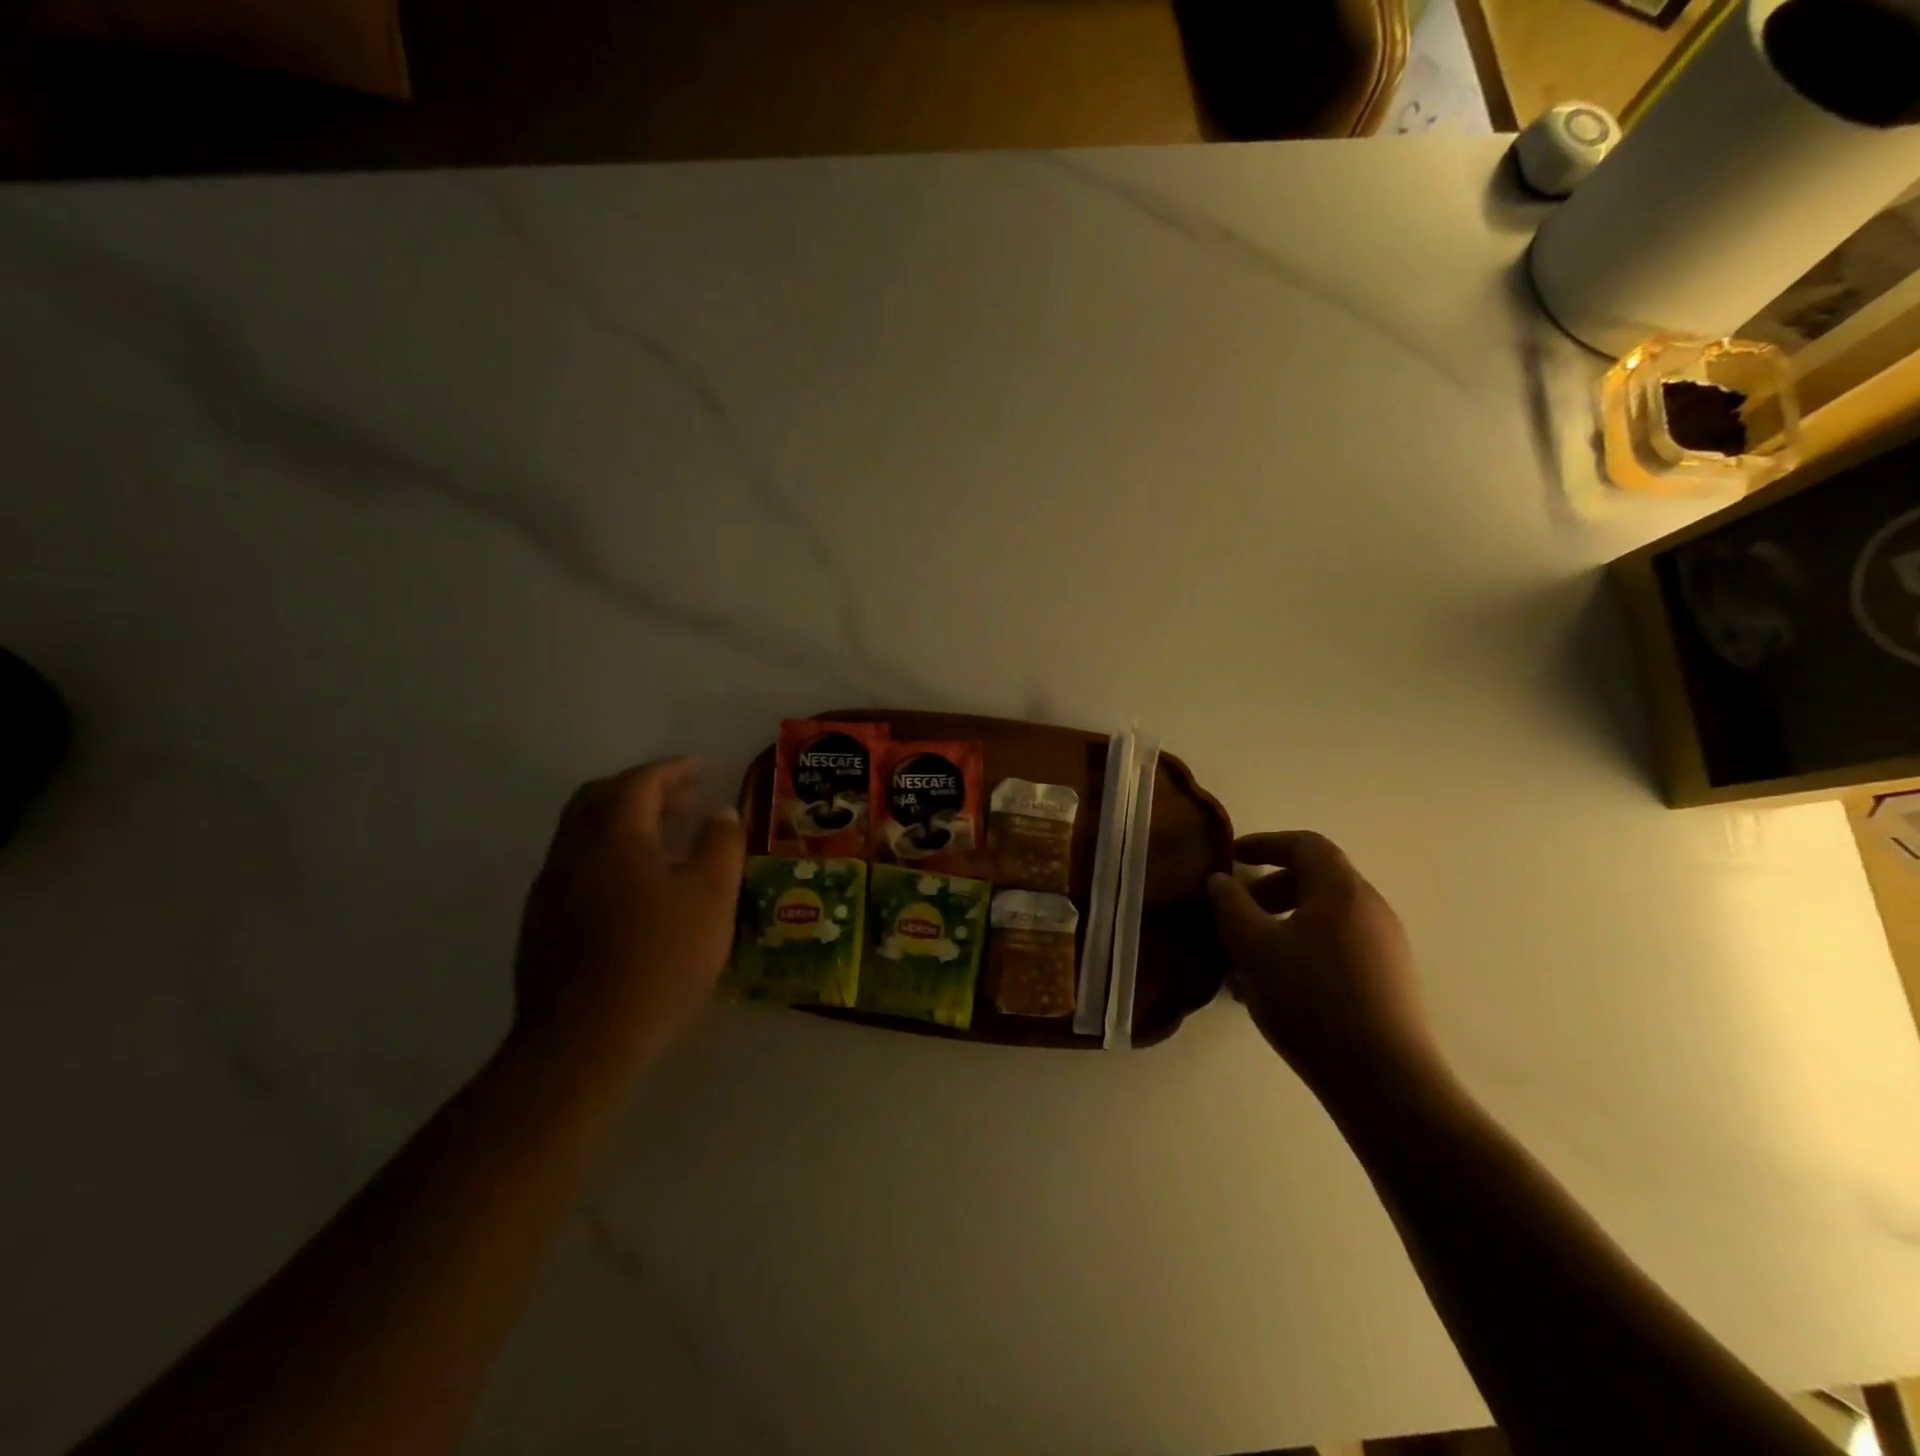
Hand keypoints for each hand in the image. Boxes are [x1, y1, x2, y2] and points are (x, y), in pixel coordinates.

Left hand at [513, 758, 746, 1073]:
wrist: (584, 1040)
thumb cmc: (659, 958)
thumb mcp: (712, 897)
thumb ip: (721, 845)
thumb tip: (721, 812)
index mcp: (615, 837)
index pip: (639, 781)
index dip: (673, 769)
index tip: (703, 768)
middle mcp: (573, 851)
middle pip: (599, 797)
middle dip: (642, 788)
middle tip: (682, 800)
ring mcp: (550, 889)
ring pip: (582, 832)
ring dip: (622, 822)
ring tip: (664, 842)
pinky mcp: (540, 923)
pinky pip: (576, 866)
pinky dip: (608, 855)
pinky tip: (634, 889)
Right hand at [1208, 831, 1438, 1101]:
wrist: (1385, 1081)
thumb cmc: (1311, 1000)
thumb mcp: (1253, 948)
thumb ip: (1230, 905)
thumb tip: (1220, 880)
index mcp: (1341, 891)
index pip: (1305, 844)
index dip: (1264, 843)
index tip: (1231, 857)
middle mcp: (1370, 909)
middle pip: (1316, 879)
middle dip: (1270, 888)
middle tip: (1237, 911)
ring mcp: (1385, 946)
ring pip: (1324, 916)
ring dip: (1282, 923)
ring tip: (1249, 958)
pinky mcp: (1388, 980)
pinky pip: (1337, 945)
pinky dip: (1302, 948)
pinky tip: (1277, 987)